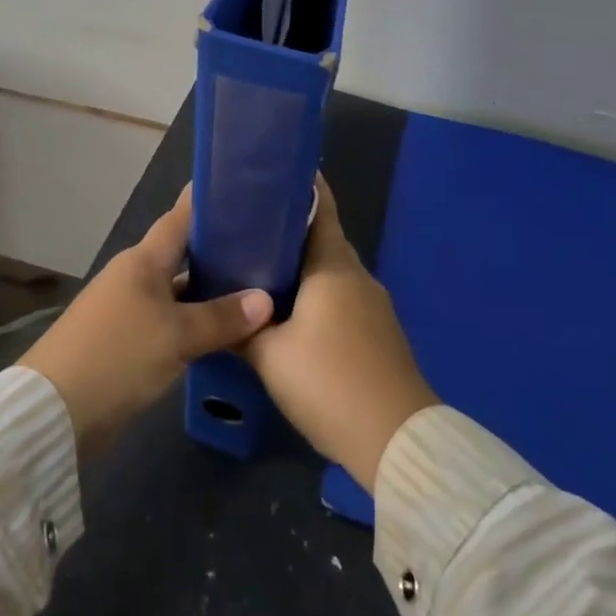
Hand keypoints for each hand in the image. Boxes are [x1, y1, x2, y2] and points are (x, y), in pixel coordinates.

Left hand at [20, 187, 273, 458]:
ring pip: (178, 290)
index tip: (243, 191)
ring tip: (255, 288)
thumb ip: (222, 318)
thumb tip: (266, 300)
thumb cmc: (117, 355)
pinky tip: (224, 332)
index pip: (180, 217)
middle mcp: (135, 276)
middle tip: (264, 246)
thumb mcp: (177, 335)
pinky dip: (195, 322)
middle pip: (182, 254)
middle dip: (219, 250)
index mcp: (143, 260)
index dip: (207, 202)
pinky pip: (170, 320)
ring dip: (209, 291)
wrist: (55, 411)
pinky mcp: (126, 341)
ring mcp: (128, 309)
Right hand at [243, 177, 438, 492]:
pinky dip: (317, 295)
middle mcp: (357, 276)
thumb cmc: (329, 382)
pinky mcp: (380, 334)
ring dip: (302, 268)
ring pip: (332, 273)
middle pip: (323, 240)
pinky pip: (342, 298)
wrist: (397, 441)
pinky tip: (292, 314)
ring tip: (261, 271)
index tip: (271, 175)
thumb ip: (241, 329)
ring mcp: (374, 306)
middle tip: (248, 229)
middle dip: (289, 231)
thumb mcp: (270, 356)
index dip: (300, 186)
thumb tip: (218, 314)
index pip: (320, 207)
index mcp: (333, 266)